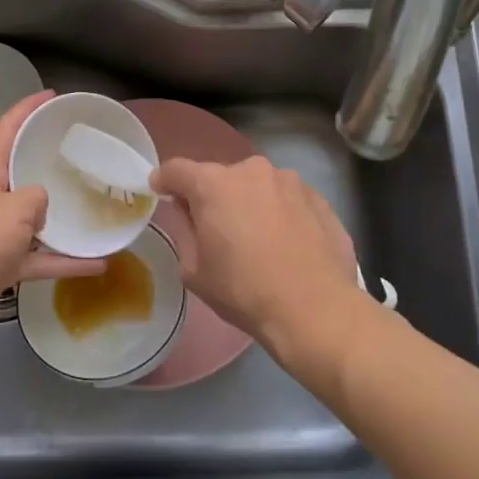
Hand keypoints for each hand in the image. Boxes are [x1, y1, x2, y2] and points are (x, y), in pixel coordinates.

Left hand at [0, 91, 103, 341]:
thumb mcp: (15, 208)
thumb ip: (38, 198)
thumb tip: (43, 207)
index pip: (8, 129)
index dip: (28, 108)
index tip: (53, 97)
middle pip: (24, 171)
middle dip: (50, 161)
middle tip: (85, 154)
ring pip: (37, 218)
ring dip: (65, 217)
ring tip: (96, 208)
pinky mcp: (5, 263)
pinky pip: (42, 257)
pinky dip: (66, 261)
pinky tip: (98, 264)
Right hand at [149, 156, 368, 368]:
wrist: (314, 309)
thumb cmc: (244, 291)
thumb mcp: (195, 270)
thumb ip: (185, 230)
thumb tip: (187, 211)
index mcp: (214, 184)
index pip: (177, 169)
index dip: (164, 181)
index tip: (160, 192)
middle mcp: (251, 170)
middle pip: (221, 177)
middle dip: (213, 197)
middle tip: (216, 229)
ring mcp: (289, 180)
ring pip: (258, 186)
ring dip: (250, 203)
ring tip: (259, 239)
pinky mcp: (318, 197)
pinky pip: (287, 199)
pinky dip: (281, 213)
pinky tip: (288, 244)